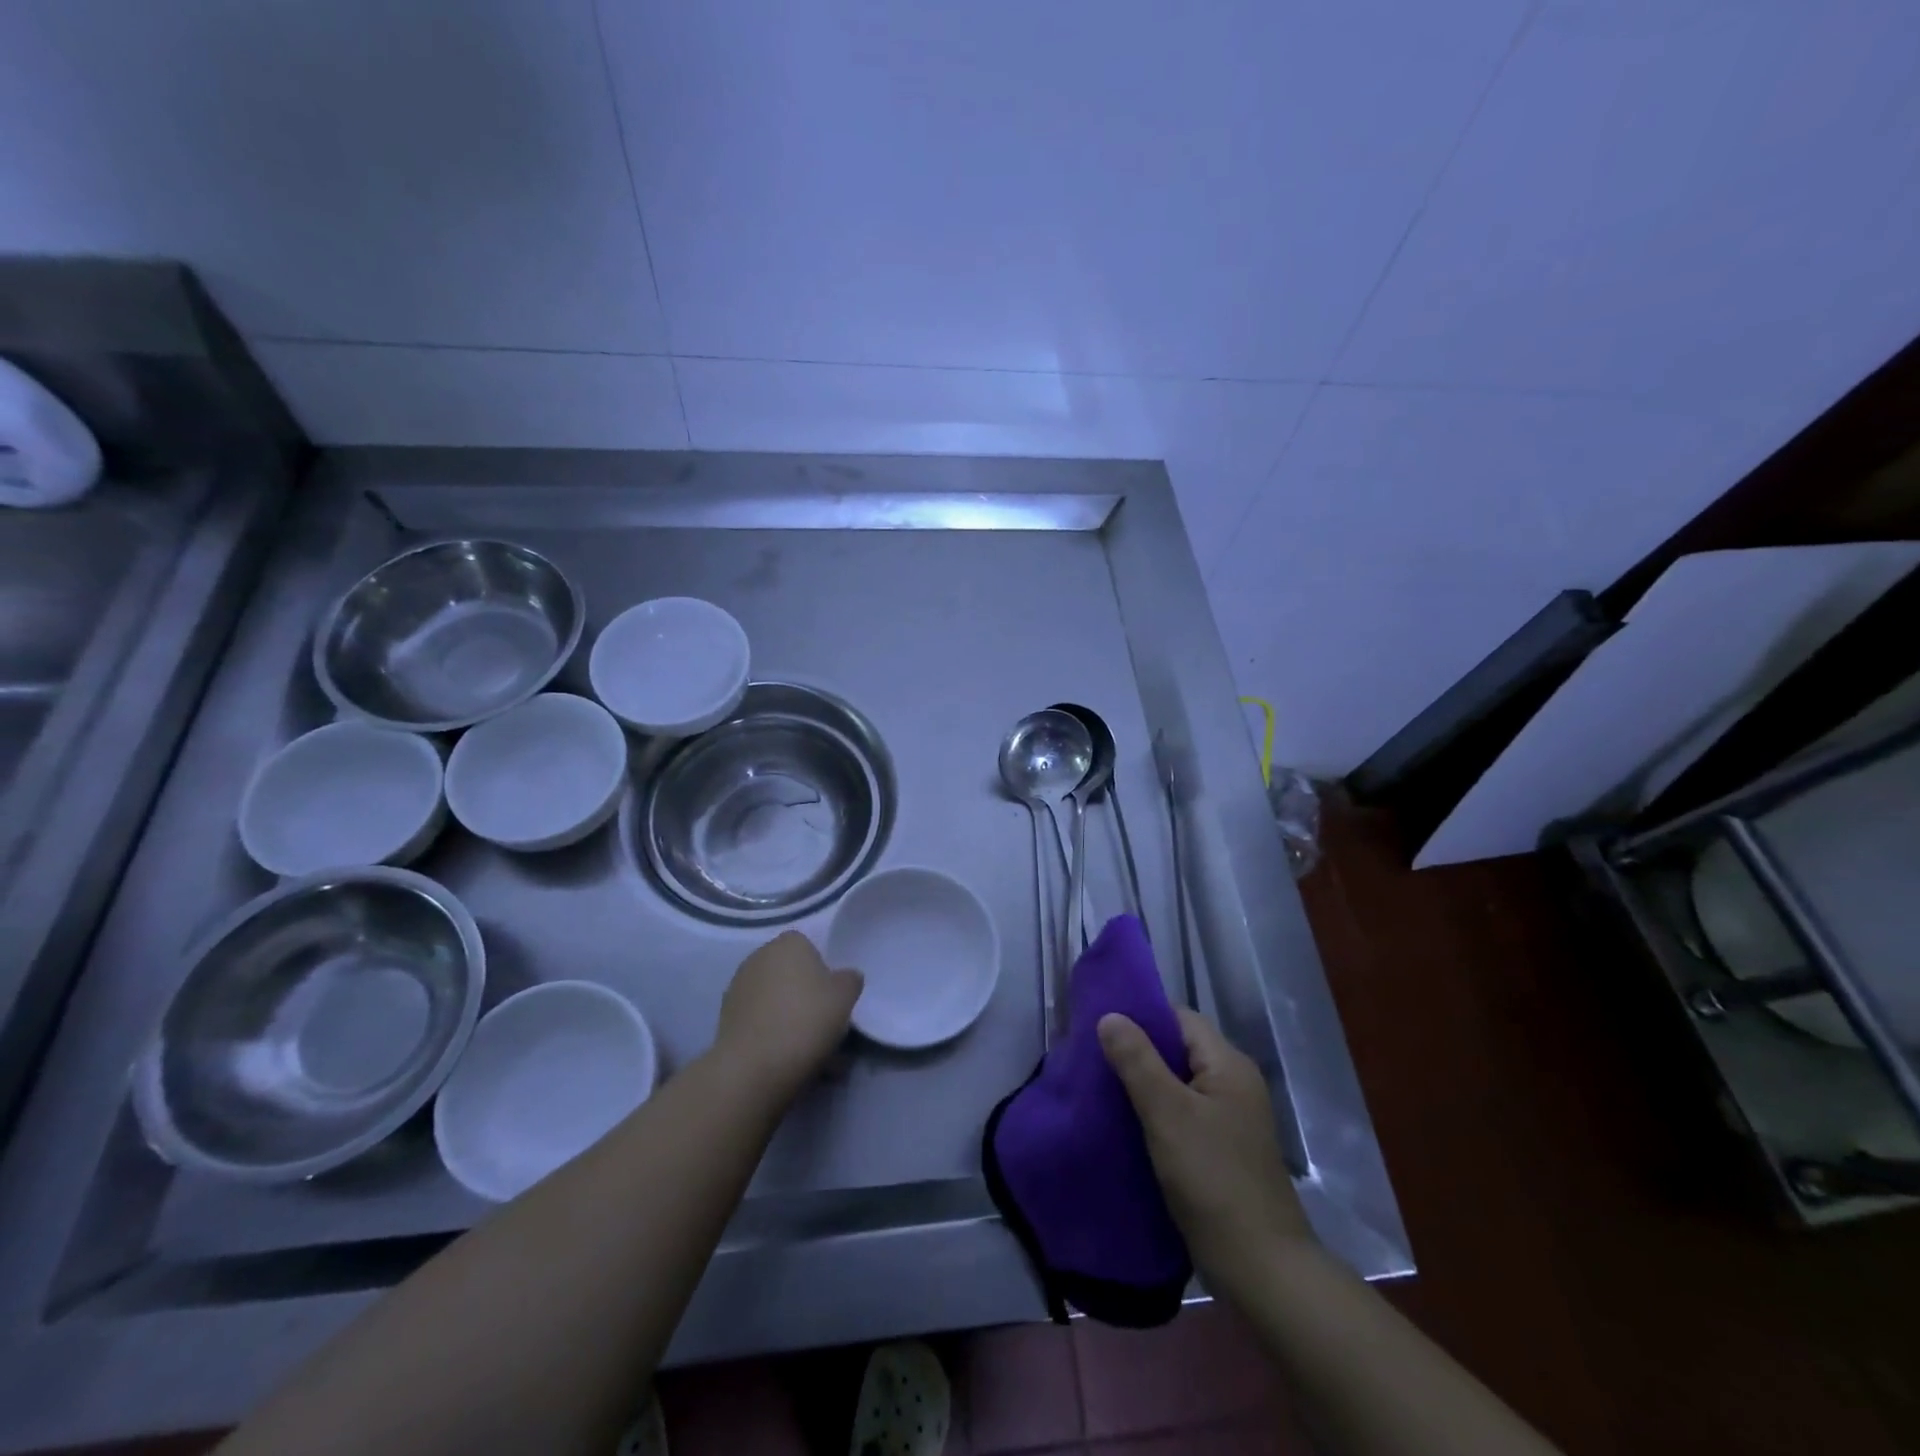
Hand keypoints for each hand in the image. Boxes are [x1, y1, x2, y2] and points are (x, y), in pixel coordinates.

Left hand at [714, 931, 863, 1100]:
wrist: (754, 1066)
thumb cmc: (806, 1019)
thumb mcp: (846, 996)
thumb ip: (849, 980)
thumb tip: (844, 978)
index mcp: (789, 942)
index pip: (811, 948)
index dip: (824, 973)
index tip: (832, 999)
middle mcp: (759, 956)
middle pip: (791, 974)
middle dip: (805, 996)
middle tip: (823, 1025)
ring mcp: (738, 987)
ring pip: (775, 1001)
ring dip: (789, 1018)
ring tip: (808, 1052)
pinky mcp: (725, 1018)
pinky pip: (759, 1021)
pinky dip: (771, 1035)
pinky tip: (786, 1060)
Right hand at [1099, 1007, 1313, 1290]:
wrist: (1261, 1269)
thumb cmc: (1213, 1179)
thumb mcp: (1168, 1114)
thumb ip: (1137, 1060)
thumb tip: (1110, 1015)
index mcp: (1228, 1065)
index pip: (1180, 1018)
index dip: (1141, 1017)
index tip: (1099, 1024)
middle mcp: (1233, 1085)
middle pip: (1178, 1050)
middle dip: (1136, 1052)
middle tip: (1092, 1058)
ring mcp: (1229, 1120)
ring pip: (1177, 1085)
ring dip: (1142, 1085)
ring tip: (1100, 1088)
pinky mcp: (1221, 1151)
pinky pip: (1181, 1115)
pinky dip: (1154, 1114)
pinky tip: (1124, 1124)